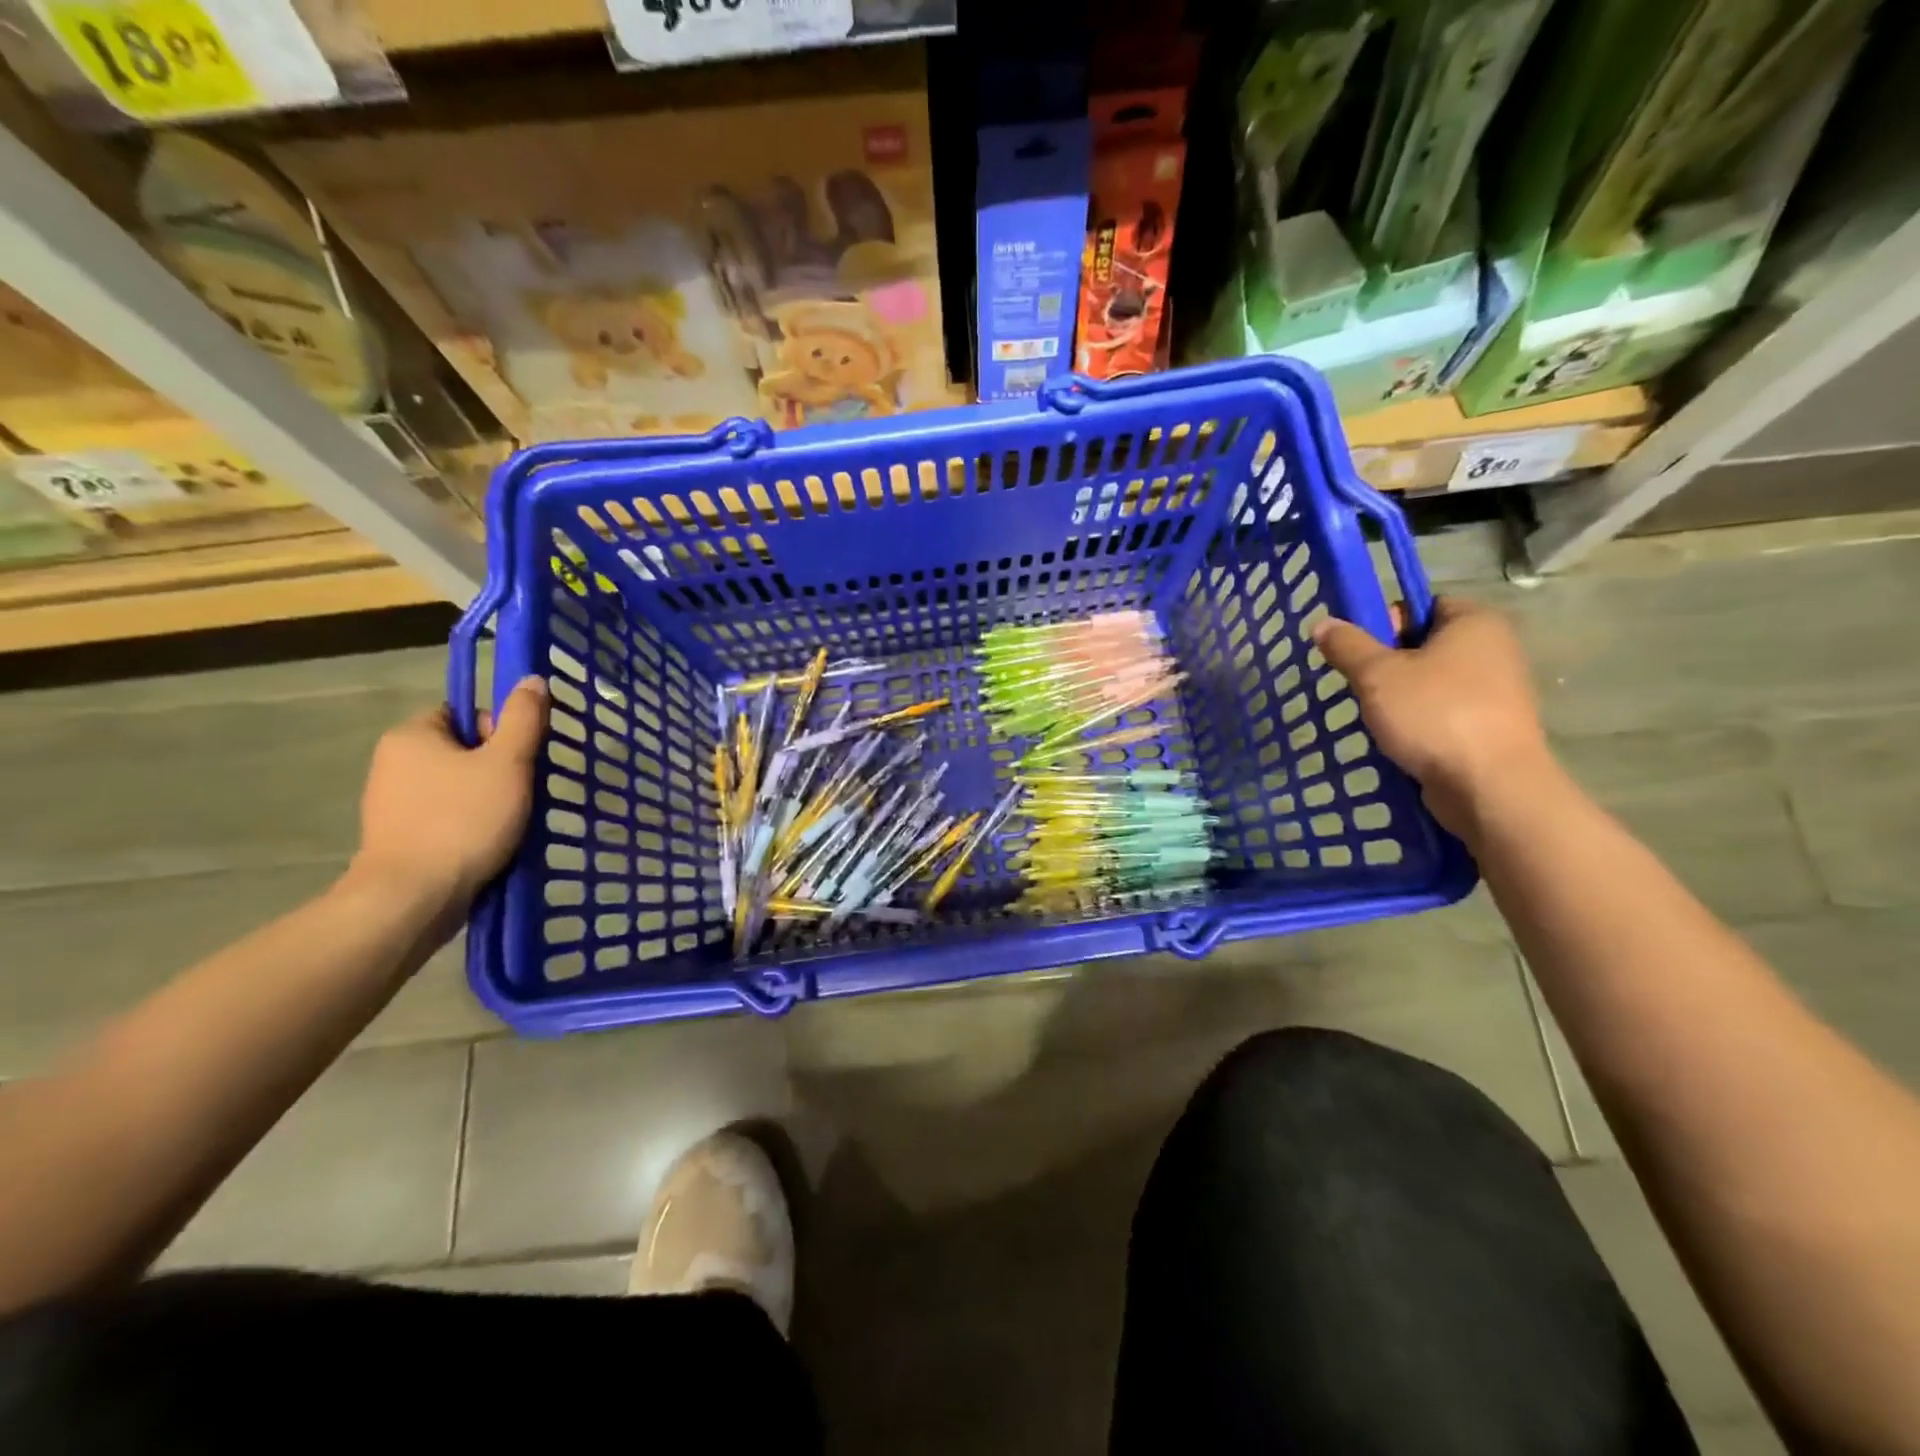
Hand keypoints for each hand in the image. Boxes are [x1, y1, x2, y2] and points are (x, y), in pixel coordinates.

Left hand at [353, 677, 548, 904]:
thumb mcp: (507, 763)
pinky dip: (469, 826)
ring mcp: (390, 803)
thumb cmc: (463, 820)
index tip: (517, 761)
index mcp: (412, 735)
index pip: (465, 714)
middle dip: (497, 770)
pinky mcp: (396, 838)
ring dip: (487, 799)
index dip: (499, 732)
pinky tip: (487, 844)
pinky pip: (444, 817)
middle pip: (463, 750)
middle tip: (519, 794)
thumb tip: (531, 679)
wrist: (413, 897)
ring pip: (456, 786)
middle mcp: (392, 762)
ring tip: (509, 823)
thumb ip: (523, 719)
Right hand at [1313, 597, 1551, 837]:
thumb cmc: (1434, 714)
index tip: (1360, 650)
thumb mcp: (1377, 675)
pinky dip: (1418, 721)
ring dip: (1398, 696)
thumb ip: (1347, 646)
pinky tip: (1397, 739)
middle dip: (1386, 664)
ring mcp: (1496, 691)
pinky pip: (1442, 712)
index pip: (1421, 605)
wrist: (1489, 786)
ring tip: (1374, 716)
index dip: (1385, 622)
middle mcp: (1493, 649)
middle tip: (1360, 685)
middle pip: (1423, 644)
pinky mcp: (1490, 727)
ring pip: (1430, 682)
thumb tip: (1322, 622)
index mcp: (1474, 622)